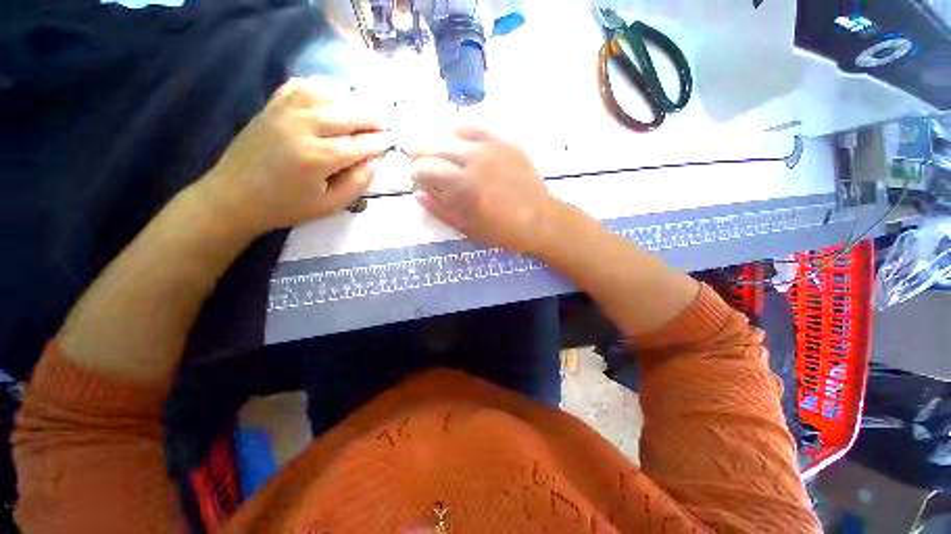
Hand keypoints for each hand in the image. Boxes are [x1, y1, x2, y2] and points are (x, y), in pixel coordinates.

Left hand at [201, 78, 392, 234]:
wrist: (234, 197)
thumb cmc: (286, 206)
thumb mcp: (330, 205)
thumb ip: (357, 183)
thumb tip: (374, 161)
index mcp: (317, 158)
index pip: (359, 145)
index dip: (378, 142)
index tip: (392, 140)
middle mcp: (301, 128)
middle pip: (346, 114)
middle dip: (371, 117)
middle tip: (385, 121)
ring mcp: (283, 113)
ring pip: (324, 93)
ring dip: (349, 99)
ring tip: (363, 109)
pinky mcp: (271, 107)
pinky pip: (300, 86)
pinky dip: (321, 87)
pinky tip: (332, 96)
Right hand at [410, 126, 557, 254]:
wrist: (541, 220)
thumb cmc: (503, 230)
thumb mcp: (469, 227)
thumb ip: (441, 210)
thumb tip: (419, 195)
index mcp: (465, 183)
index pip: (428, 168)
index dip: (416, 172)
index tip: (415, 178)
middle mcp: (475, 159)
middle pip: (437, 146)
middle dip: (421, 152)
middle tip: (416, 158)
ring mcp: (493, 147)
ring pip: (455, 133)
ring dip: (439, 139)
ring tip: (435, 149)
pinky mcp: (506, 143)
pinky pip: (480, 128)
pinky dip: (463, 129)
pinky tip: (458, 136)